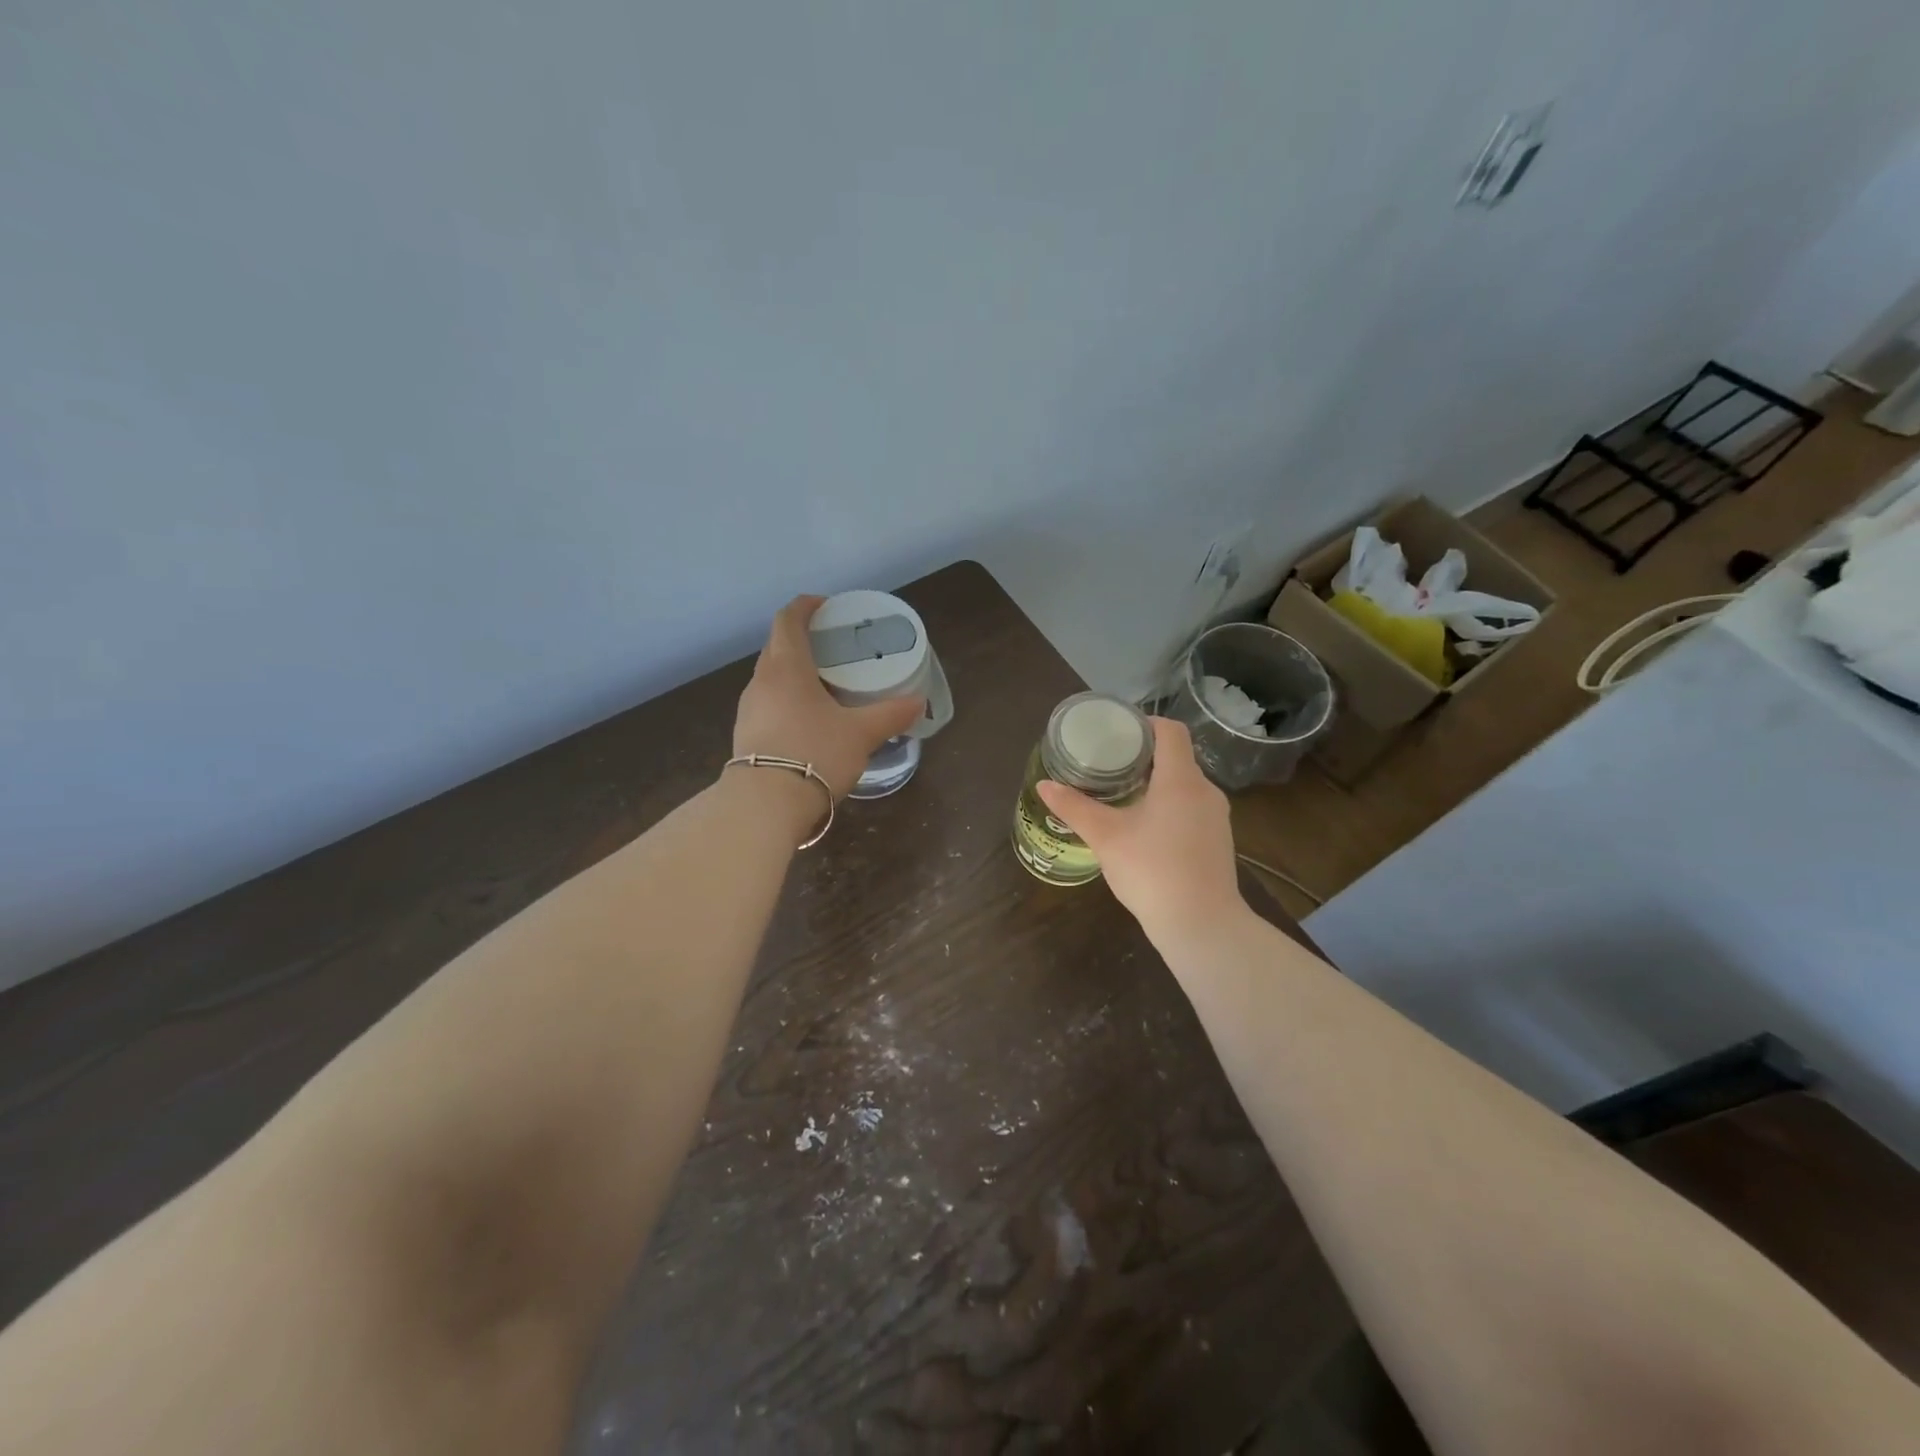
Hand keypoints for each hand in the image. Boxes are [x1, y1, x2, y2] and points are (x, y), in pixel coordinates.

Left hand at [733, 595, 925, 799]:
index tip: (827, 607)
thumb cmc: (815, 753)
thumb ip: (890, 714)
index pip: (789, 619)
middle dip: (805, 640)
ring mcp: (749, 708)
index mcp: (786, 666)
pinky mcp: (746, 734)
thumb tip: (917, 702)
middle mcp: (762, 680)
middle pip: (778, 646)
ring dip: (796, 672)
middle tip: (836, 648)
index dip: (806, 606)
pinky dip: (789, 699)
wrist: (765, 805)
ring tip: (827, 684)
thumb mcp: (861, 733)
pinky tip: (811, 719)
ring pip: (773, 676)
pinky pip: (770, 702)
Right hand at [1036, 717, 1244, 937]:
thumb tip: (1044, 785)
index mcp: (1181, 780)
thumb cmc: (1152, 871)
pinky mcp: (1218, 841)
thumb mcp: (1105, 837)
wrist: (1202, 926)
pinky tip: (1144, 828)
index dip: (1145, 724)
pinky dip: (1168, 807)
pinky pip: (1191, 809)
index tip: (1117, 732)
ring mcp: (1216, 818)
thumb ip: (1075, 808)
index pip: (1170, 731)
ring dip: (1155, 784)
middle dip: (1143, 757)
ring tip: (1121, 795)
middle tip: (1108, 765)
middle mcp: (1205, 791)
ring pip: (1184, 786)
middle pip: (1176, 758)